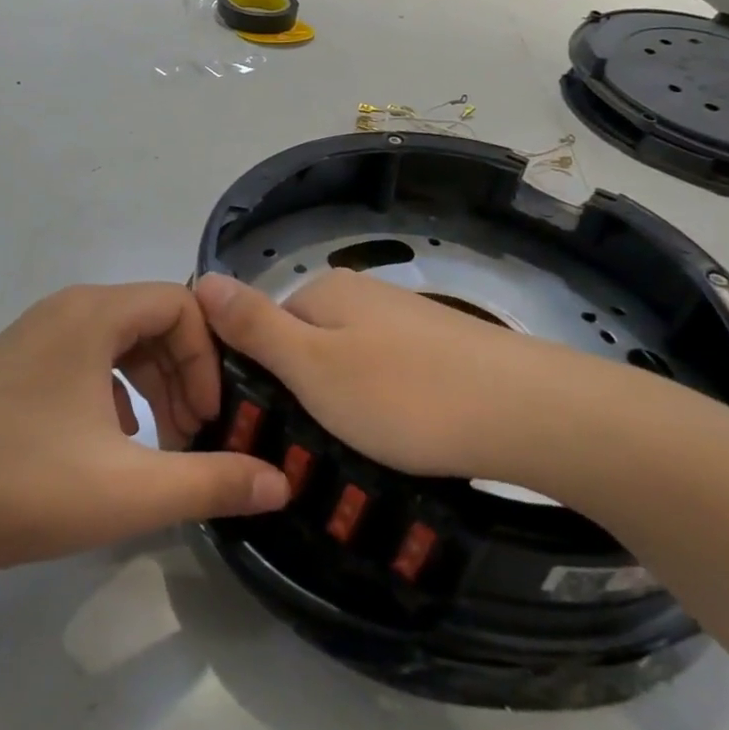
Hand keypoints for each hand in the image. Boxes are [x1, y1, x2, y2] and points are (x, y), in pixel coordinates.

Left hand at [0, 283, 291, 580]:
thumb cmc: (23, 486)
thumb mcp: (131, 490)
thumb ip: (212, 482)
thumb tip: (280, 483)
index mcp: (92, 315)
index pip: (179, 305)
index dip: (209, 357)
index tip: (211, 418)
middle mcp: (62, 312)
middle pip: (149, 321)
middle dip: (183, 375)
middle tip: (193, 436)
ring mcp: (29, 339)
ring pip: (114, 344)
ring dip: (150, 386)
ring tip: (159, 444)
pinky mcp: (9, 370)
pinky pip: (81, 363)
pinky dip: (111, 394)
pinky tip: (110, 446)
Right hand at [195, 269, 634, 488]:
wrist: (529, 413)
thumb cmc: (404, 395)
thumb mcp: (312, 366)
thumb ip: (253, 326)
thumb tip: (199, 276)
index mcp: (323, 292)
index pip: (257, 326)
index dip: (249, 376)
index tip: (254, 428)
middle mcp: (361, 294)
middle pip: (301, 345)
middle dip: (296, 394)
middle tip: (303, 448)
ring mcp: (404, 320)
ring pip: (344, 364)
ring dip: (337, 406)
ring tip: (350, 454)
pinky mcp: (440, 349)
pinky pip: (385, 376)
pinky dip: (379, 407)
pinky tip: (397, 439)